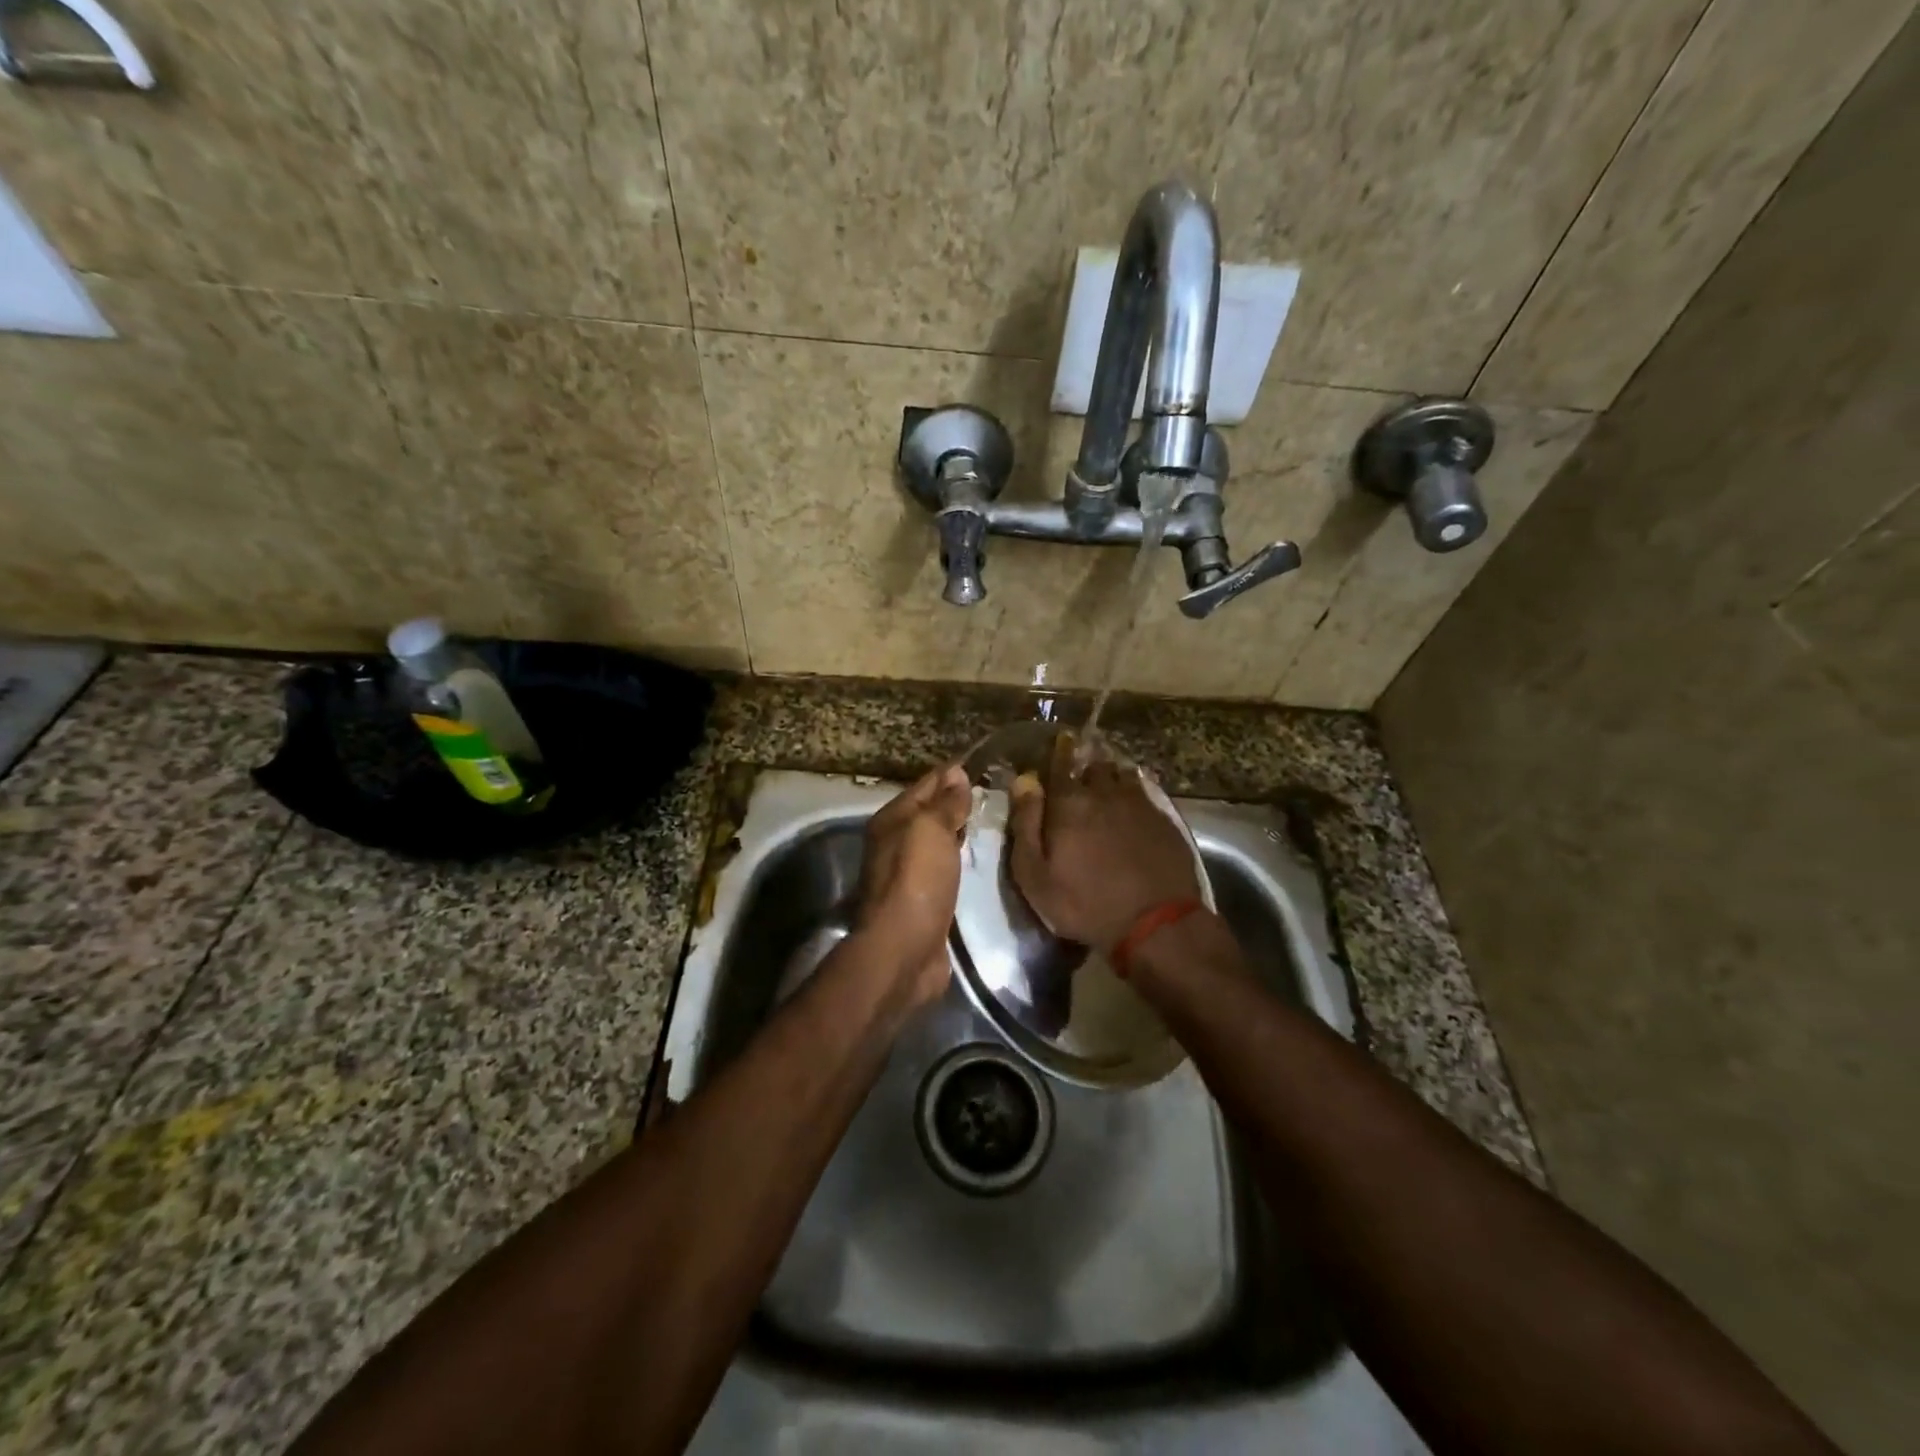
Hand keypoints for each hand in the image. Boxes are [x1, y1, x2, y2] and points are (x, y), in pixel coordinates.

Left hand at [853, 763, 971, 1007]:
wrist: (905, 949)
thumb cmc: (917, 881)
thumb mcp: (931, 830)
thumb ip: (945, 803)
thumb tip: (956, 773)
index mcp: (892, 820)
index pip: (926, 784)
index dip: (952, 774)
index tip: (985, 764)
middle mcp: (895, 843)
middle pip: (930, 813)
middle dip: (957, 802)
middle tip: (997, 793)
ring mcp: (908, 873)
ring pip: (938, 842)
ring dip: (960, 832)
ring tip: (994, 822)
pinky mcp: (923, 900)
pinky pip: (945, 869)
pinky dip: (960, 860)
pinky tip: (980, 860)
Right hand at [1008, 734, 1200, 951]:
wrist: (1155, 924)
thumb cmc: (1084, 903)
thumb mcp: (1035, 874)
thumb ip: (1026, 824)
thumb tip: (1024, 781)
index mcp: (1069, 803)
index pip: (1060, 764)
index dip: (1059, 751)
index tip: (1060, 740)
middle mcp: (1105, 793)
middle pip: (1094, 767)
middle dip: (1085, 768)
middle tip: (1080, 777)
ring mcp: (1139, 805)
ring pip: (1122, 776)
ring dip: (1111, 778)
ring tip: (1107, 787)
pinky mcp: (1164, 820)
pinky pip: (1145, 794)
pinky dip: (1135, 793)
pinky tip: (1133, 805)